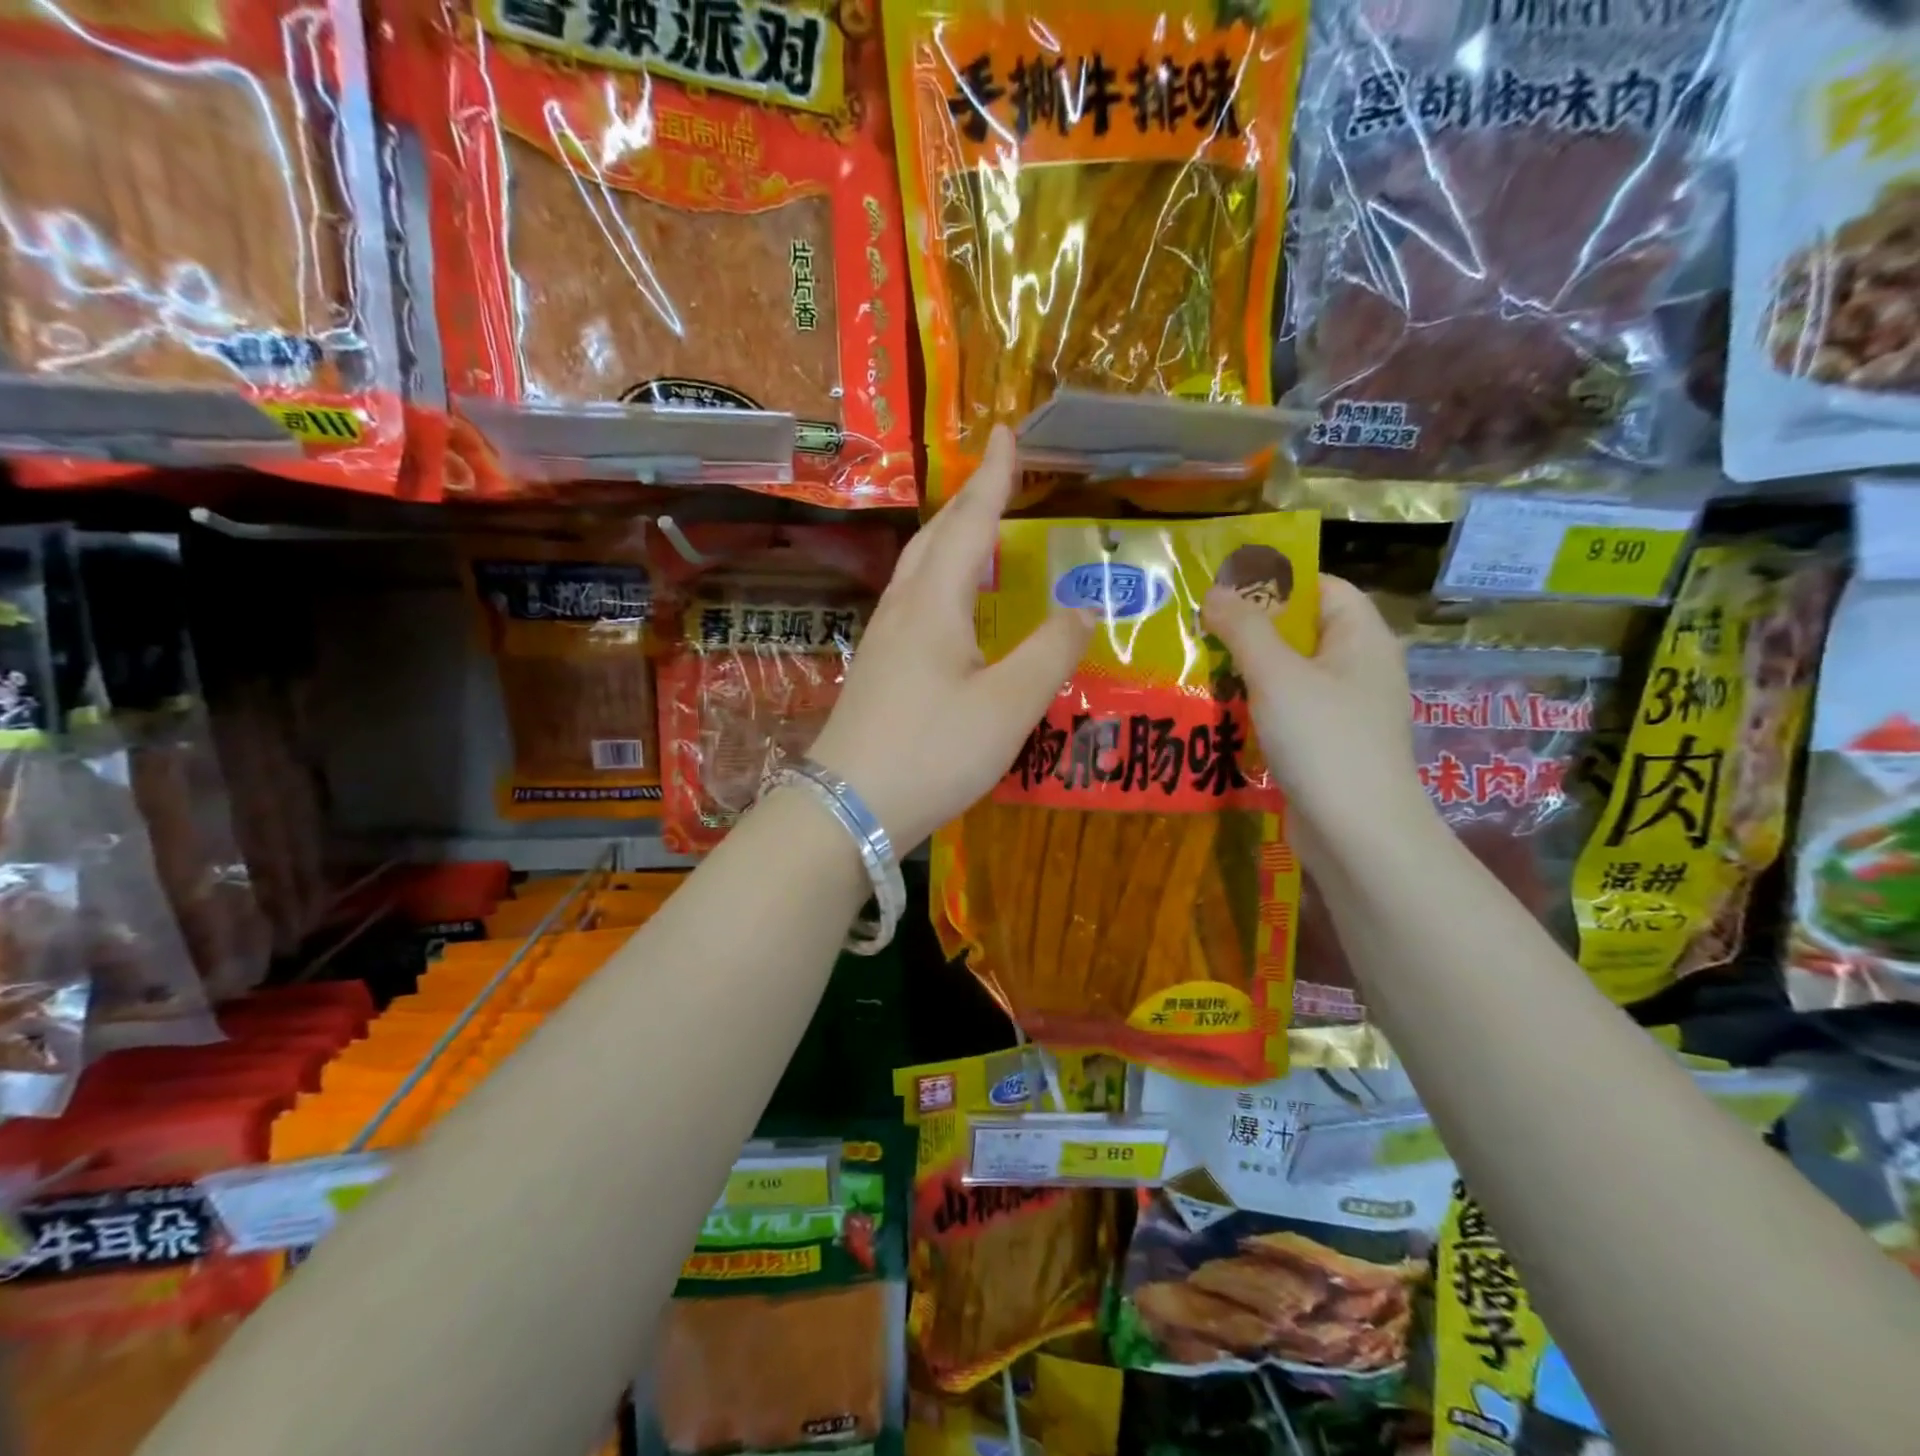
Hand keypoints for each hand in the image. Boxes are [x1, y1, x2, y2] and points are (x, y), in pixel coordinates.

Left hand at [809, 426, 1092, 850]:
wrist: (850, 807)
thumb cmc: (933, 751)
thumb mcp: (1008, 706)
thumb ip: (1051, 653)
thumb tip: (1084, 607)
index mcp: (934, 604)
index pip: (970, 523)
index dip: (993, 478)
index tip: (1007, 433)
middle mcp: (902, 609)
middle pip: (935, 538)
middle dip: (968, 502)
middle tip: (998, 479)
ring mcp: (882, 640)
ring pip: (916, 569)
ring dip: (948, 539)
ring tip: (976, 532)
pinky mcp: (876, 669)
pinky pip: (910, 601)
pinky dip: (937, 579)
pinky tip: (947, 605)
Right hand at [1201, 574, 1433, 860]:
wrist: (1357, 833)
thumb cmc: (1324, 740)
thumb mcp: (1277, 675)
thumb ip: (1245, 629)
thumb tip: (1216, 591)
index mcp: (1361, 639)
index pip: (1323, 587)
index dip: (1276, 581)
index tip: (1224, 587)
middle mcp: (1358, 668)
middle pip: (1301, 631)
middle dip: (1249, 628)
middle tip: (1197, 626)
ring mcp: (1343, 710)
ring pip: (1288, 675)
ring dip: (1245, 670)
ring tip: (1195, 665)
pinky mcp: (1325, 745)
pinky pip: (1286, 711)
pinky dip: (1254, 707)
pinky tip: (1216, 711)